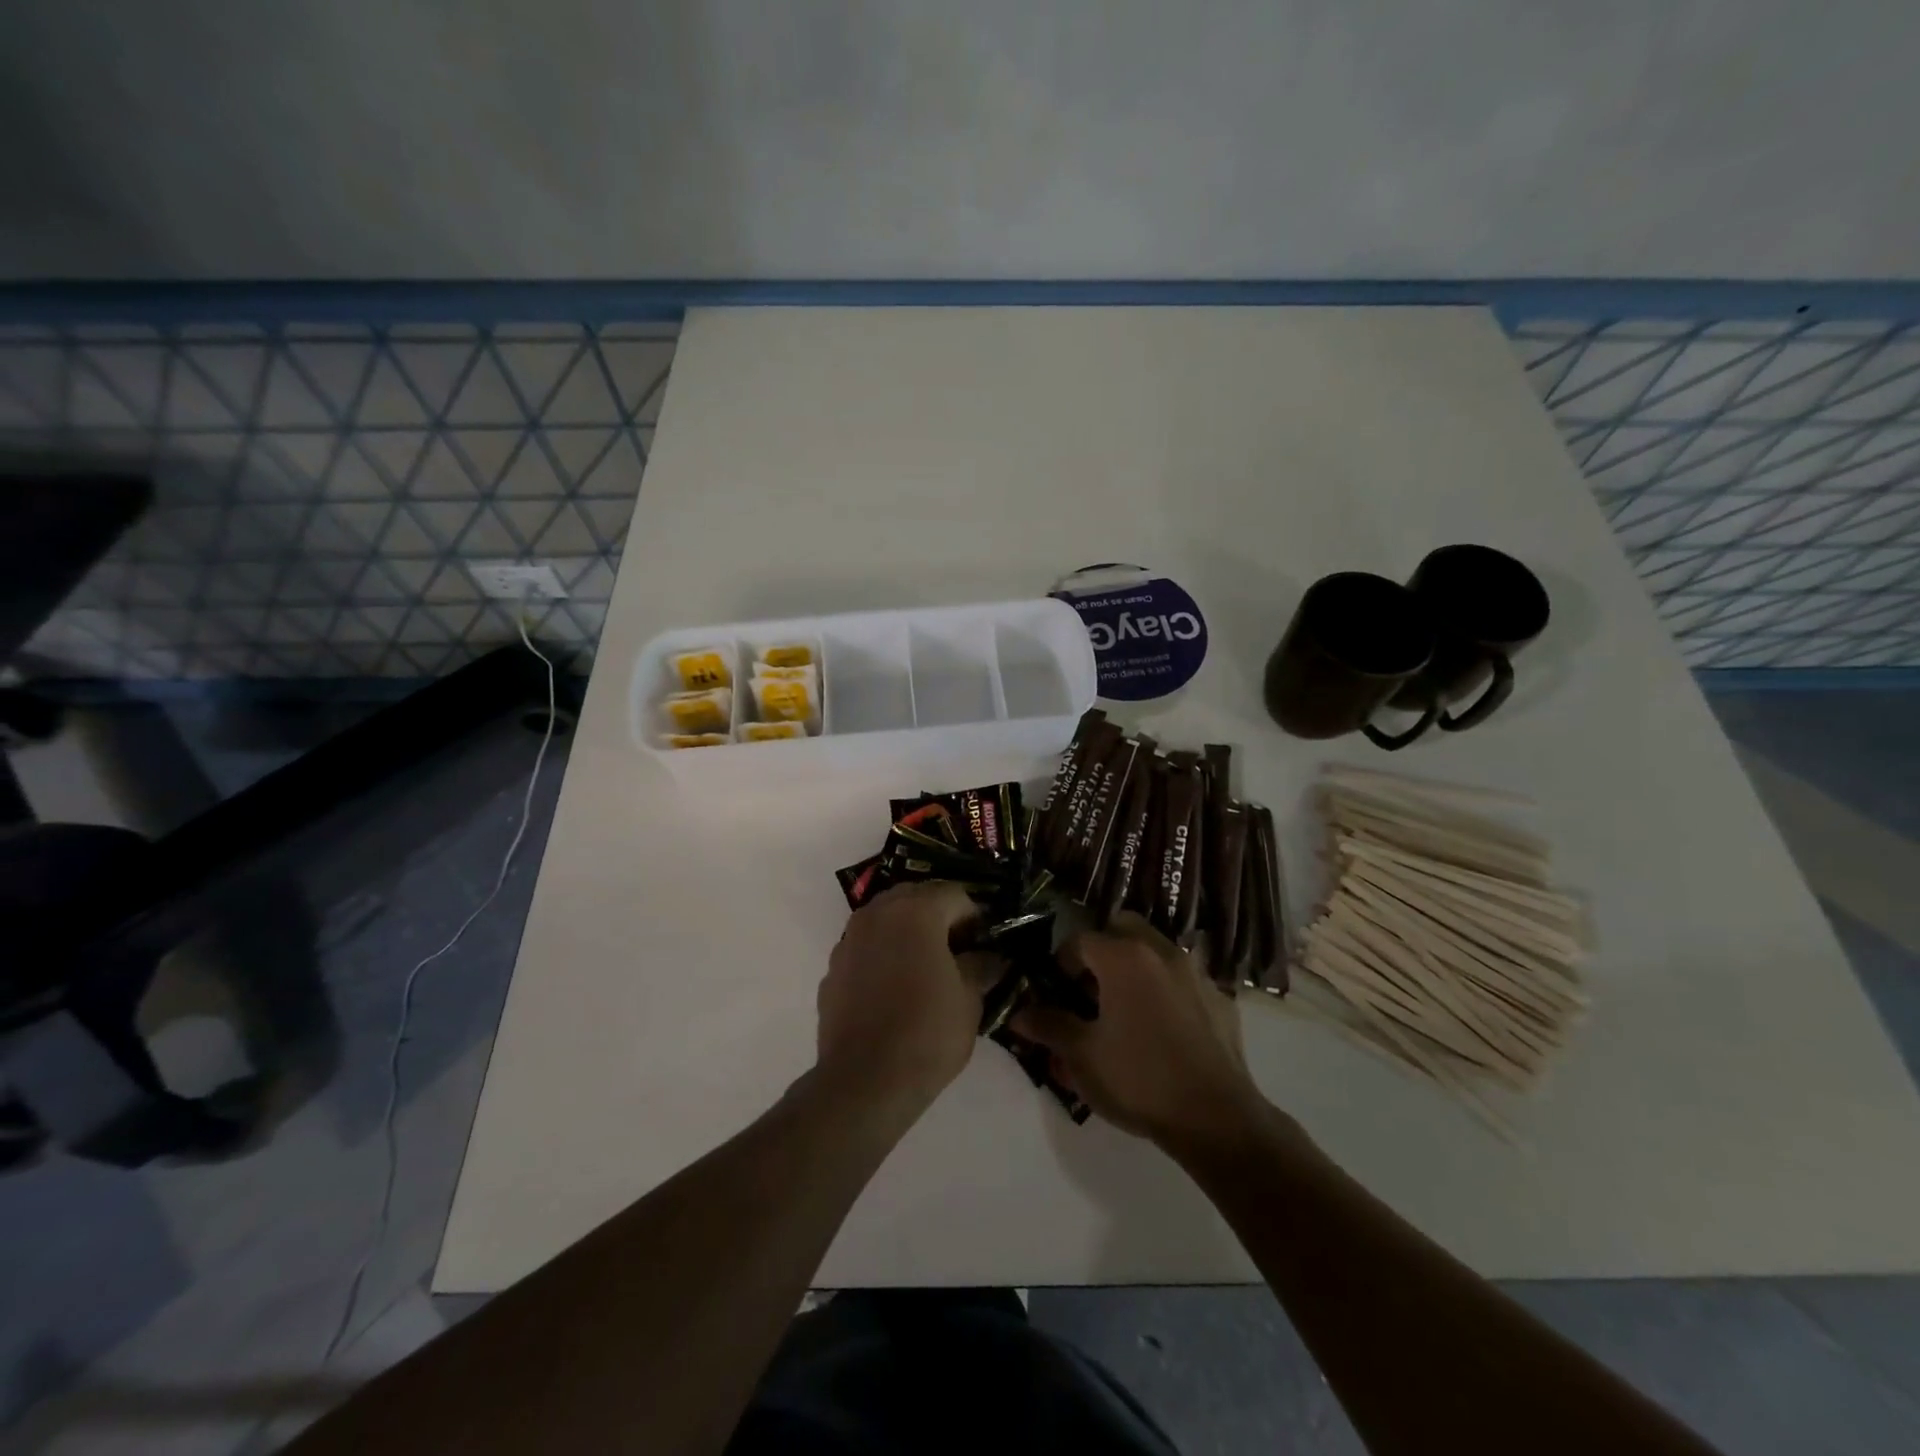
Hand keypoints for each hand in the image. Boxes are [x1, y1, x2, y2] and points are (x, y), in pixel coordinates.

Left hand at [814, 882, 997, 1114]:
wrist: (864, 1080)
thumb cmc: (927, 1032)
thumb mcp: (969, 999)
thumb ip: (980, 967)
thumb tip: (988, 958)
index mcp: (916, 911)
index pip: (955, 895)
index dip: (974, 918)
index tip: (983, 946)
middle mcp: (877, 914)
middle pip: (915, 897)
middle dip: (938, 917)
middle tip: (956, 952)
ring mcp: (849, 939)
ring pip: (885, 919)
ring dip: (907, 933)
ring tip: (924, 969)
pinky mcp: (832, 968)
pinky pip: (865, 947)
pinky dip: (882, 955)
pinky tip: (893, 991)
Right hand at [1012, 915, 1265, 1151]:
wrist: (1216, 1117)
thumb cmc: (1139, 1079)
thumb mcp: (1082, 1056)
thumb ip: (1049, 1026)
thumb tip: (1018, 1015)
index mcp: (1123, 957)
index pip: (1079, 940)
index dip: (1061, 963)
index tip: (1057, 992)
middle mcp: (1161, 951)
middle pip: (1122, 928)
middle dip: (1102, 950)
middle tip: (1090, 988)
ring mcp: (1196, 972)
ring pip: (1156, 950)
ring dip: (1135, 966)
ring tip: (1124, 1009)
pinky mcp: (1220, 998)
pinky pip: (1183, 980)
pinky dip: (1166, 990)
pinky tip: (1163, 1029)